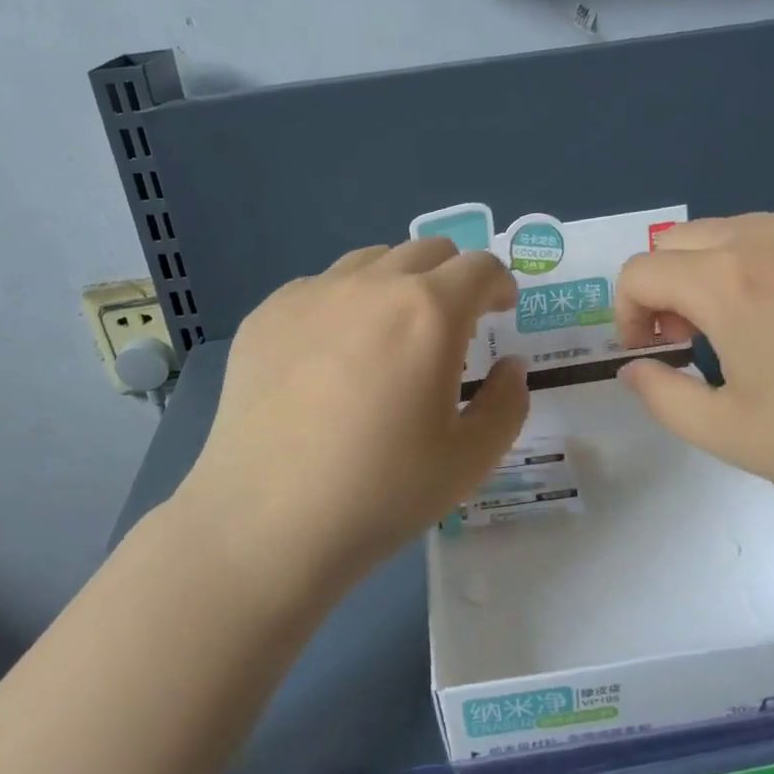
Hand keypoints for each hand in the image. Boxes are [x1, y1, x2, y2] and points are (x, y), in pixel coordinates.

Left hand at [171, 239, 529, 604]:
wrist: (266, 522)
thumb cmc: (381, 493)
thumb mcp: (471, 459)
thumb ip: (507, 402)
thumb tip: (508, 365)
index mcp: (429, 312)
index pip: (480, 267)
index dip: (500, 285)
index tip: (500, 312)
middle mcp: (371, 285)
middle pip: (427, 251)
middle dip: (453, 278)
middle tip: (451, 326)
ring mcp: (311, 294)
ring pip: (371, 261)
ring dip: (397, 284)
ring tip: (390, 336)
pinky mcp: (266, 315)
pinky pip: (320, 288)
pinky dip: (343, 305)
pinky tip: (330, 359)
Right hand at [614, 214, 773, 514]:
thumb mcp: (727, 434)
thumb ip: (661, 396)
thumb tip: (635, 367)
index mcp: (726, 281)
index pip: (640, 271)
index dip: (627, 313)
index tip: (653, 352)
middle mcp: (769, 236)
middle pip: (680, 240)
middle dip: (667, 286)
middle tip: (694, 337)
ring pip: (738, 230)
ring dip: (718, 271)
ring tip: (753, 324)